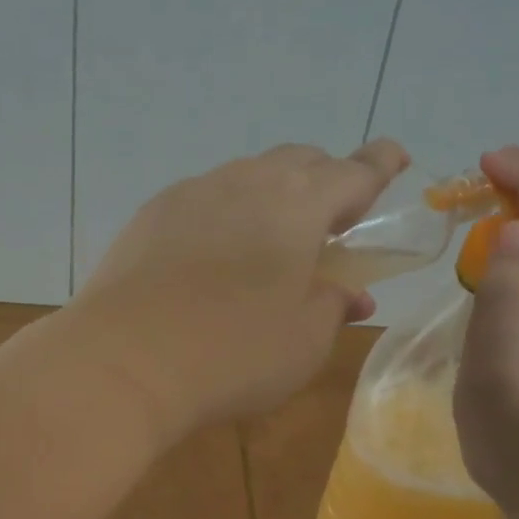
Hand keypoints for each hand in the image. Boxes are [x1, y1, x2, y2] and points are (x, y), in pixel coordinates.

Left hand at [70, 140, 408, 437]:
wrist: (123, 361)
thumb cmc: (232, 354)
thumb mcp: (303, 343)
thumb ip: (332, 307)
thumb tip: (348, 293)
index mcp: (297, 205)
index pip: (352, 172)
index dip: (379, 165)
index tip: (395, 157)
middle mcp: (246, 182)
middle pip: (299, 161)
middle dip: (325, 180)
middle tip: (332, 221)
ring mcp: (192, 192)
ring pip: (247, 175)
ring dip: (272, 195)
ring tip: (271, 240)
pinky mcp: (151, 213)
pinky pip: (204, 197)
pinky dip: (226, 212)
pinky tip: (215, 253)